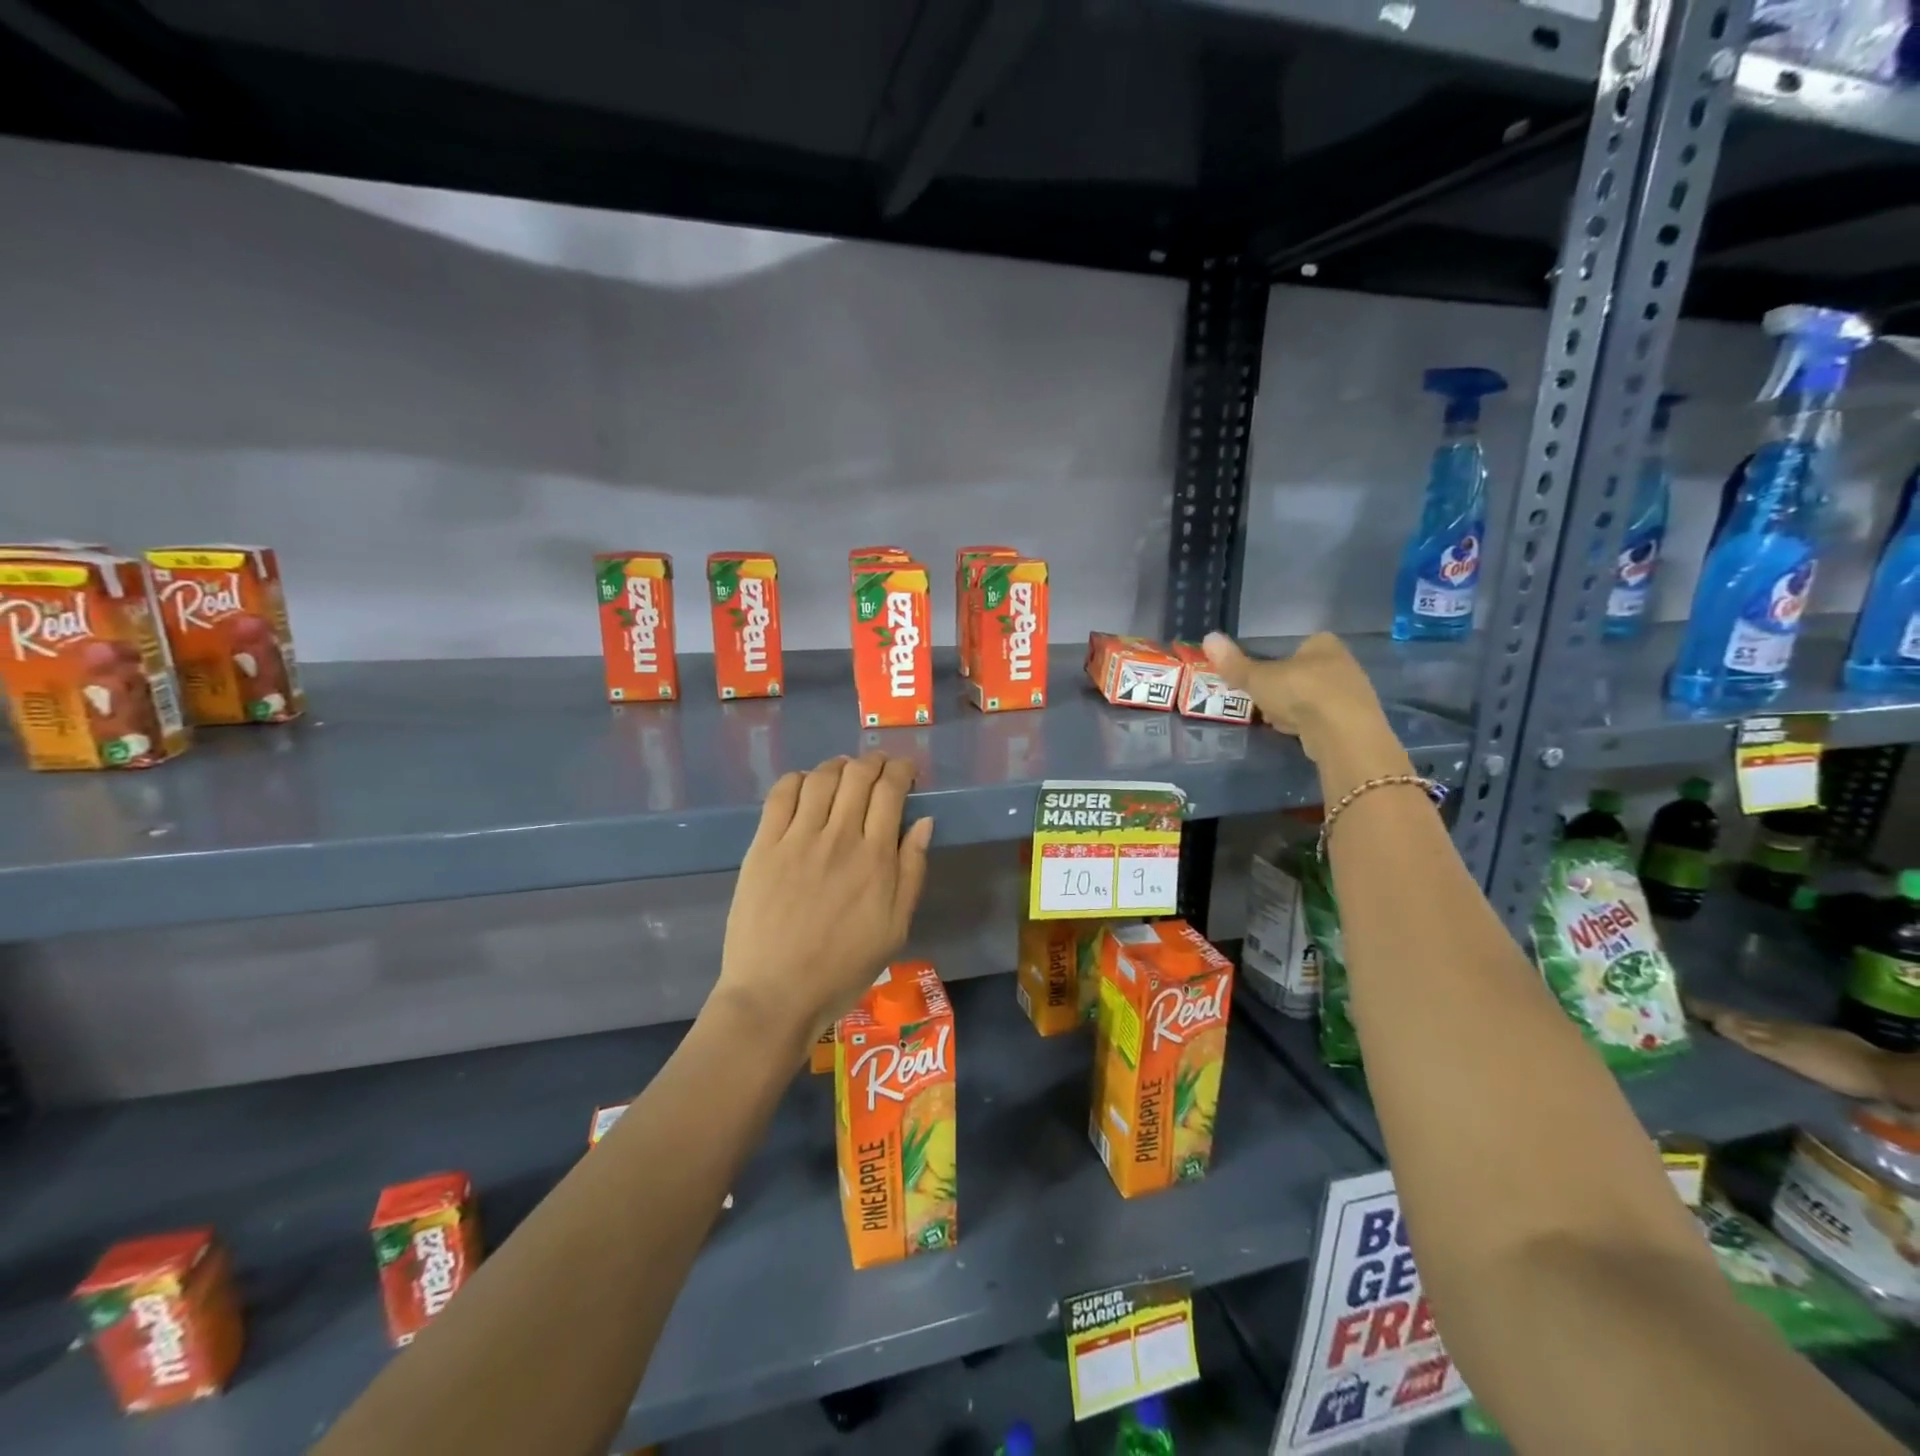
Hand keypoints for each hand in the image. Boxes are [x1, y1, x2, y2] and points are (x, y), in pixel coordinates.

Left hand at [713, 753, 933, 1054]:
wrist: (776, 994)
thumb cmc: (843, 968)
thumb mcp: (895, 928)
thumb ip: (912, 871)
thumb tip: (924, 822)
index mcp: (875, 857)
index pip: (890, 790)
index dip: (901, 770)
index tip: (906, 771)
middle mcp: (838, 837)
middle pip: (857, 775)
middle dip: (873, 761)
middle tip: (878, 767)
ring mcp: (797, 838)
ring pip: (821, 778)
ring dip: (837, 766)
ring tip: (843, 772)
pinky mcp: (763, 846)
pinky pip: (780, 795)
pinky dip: (797, 779)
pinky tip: (804, 785)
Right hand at [1202, 632, 1403, 770]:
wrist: (1343, 732)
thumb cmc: (1300, 692)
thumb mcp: (1258, 677)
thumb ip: (1234, 663)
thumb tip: (1208, 637)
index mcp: (1323, 644)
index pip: (1299, 645)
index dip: (1278, 660)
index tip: (1261, 677)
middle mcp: (1343, 663)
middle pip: (1305, 672)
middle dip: (1284, 687)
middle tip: (1263, 700)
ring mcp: (1352, 693)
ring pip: (1313, 697)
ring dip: (1294, 708)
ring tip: (1274, 720)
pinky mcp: (1354, 722)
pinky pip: (1322, 718)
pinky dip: (1307, 724)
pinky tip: (1294, 733)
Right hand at [1687, 999, 1889, 1099]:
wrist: (1883, 1077)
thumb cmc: (1829, 1064)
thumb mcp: (1785, 1051)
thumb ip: (1749, 1036)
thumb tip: (1709, 1018)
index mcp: (1769, 1027)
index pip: (1728, 1016)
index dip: (1705, 1010)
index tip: (1678, 1002)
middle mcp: (1779, 1028)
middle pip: (1741, 1021)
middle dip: (1716, 1017)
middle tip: (1689, 1013)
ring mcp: (1798, 1038)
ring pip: (1757, 1029)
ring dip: (1735, 1027)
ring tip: (1713, 1027)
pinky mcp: (1812, 1050)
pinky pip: (1774, 1040)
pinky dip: (1757, 1039)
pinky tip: (1754, 1044)